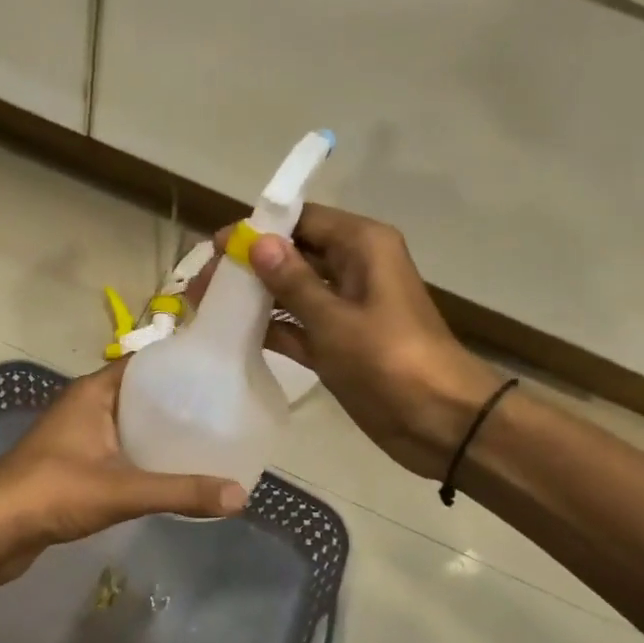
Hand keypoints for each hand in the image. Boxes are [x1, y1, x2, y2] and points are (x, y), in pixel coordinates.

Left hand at [0, 361, 245, 585]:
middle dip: (176, 402)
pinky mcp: (73, 464)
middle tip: (222, 411)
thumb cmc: (53, 492)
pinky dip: (141, 456)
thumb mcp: (123, 490)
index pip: (144, 364)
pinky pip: (117, 449)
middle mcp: (84, 406)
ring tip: (205, 440)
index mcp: (93, 393)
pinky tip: (168, 471)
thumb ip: (181, 492)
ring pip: (127, 424)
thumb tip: (240, 496)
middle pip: (139, 394)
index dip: (179, 365)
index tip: (218, 374)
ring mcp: (76, 435)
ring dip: (159, 431)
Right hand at [195, 205, 499, 478]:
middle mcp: (353, 268)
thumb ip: (292, 281)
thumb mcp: (335, 318)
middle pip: (292, 254)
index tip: (216, 246)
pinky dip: (270, 328)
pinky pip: (298, 325)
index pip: (302, 220)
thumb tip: (257, 241)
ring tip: (206, 307)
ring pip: (291, 291)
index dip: (258, 228)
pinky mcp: (338, 342)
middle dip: (249, 265)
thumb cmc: (390, 359)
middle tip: (203, 284)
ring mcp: (345, 307)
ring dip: (254, 297)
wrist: (440, 422)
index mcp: (362, 246)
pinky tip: (231, 335)